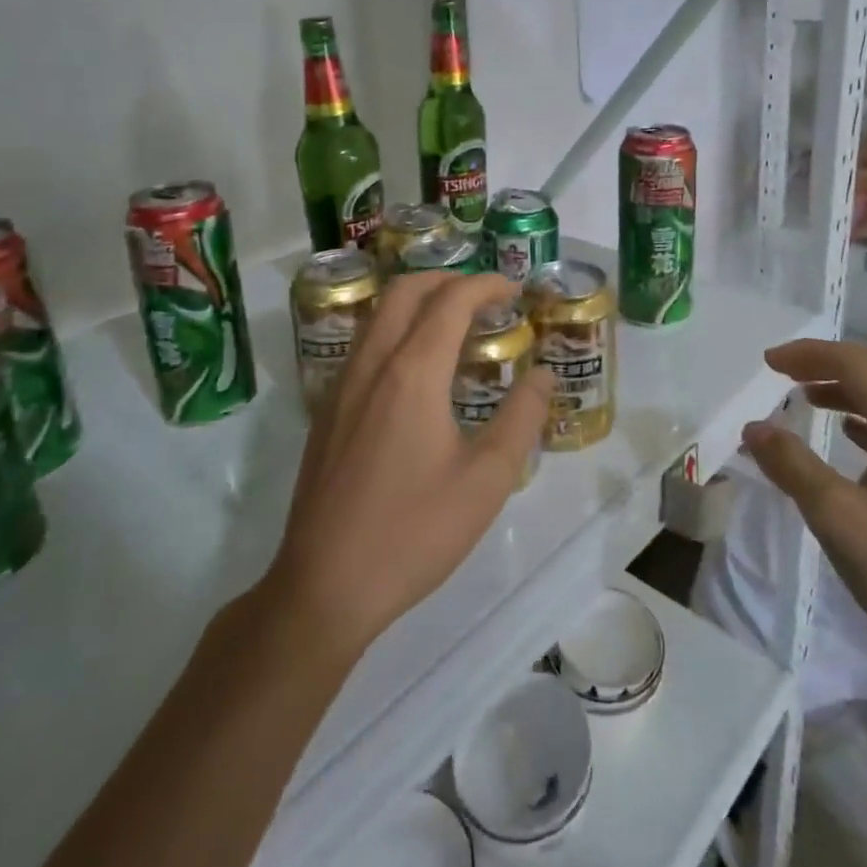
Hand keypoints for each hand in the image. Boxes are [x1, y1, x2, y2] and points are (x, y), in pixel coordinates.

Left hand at [264, 271, 551, 657]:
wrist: (323, 586)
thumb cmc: (413, 532)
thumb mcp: (486, 480)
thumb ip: (521, 418)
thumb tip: (543, 374)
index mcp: (413, 372)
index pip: (451, 300)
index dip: (487, 285)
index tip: (515, 290)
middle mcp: (373, 364)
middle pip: (406, 290)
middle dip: (448, 279)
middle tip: (485, 296)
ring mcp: (343, 385)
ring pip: (380, 314)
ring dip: (418, 301)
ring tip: (454, 322)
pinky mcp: (328, 410)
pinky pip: (365, 343)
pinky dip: (396, 328)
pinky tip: (416, 367)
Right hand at [743, 339, 866, 680]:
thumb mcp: (840, 519)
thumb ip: (793, 466)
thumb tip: (755, 428)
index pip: (855, 363)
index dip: (808, 354)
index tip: (768, 362)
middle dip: (829, 362)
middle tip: (784, 371)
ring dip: (849, 387)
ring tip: (807, 398)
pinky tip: (851, 435)